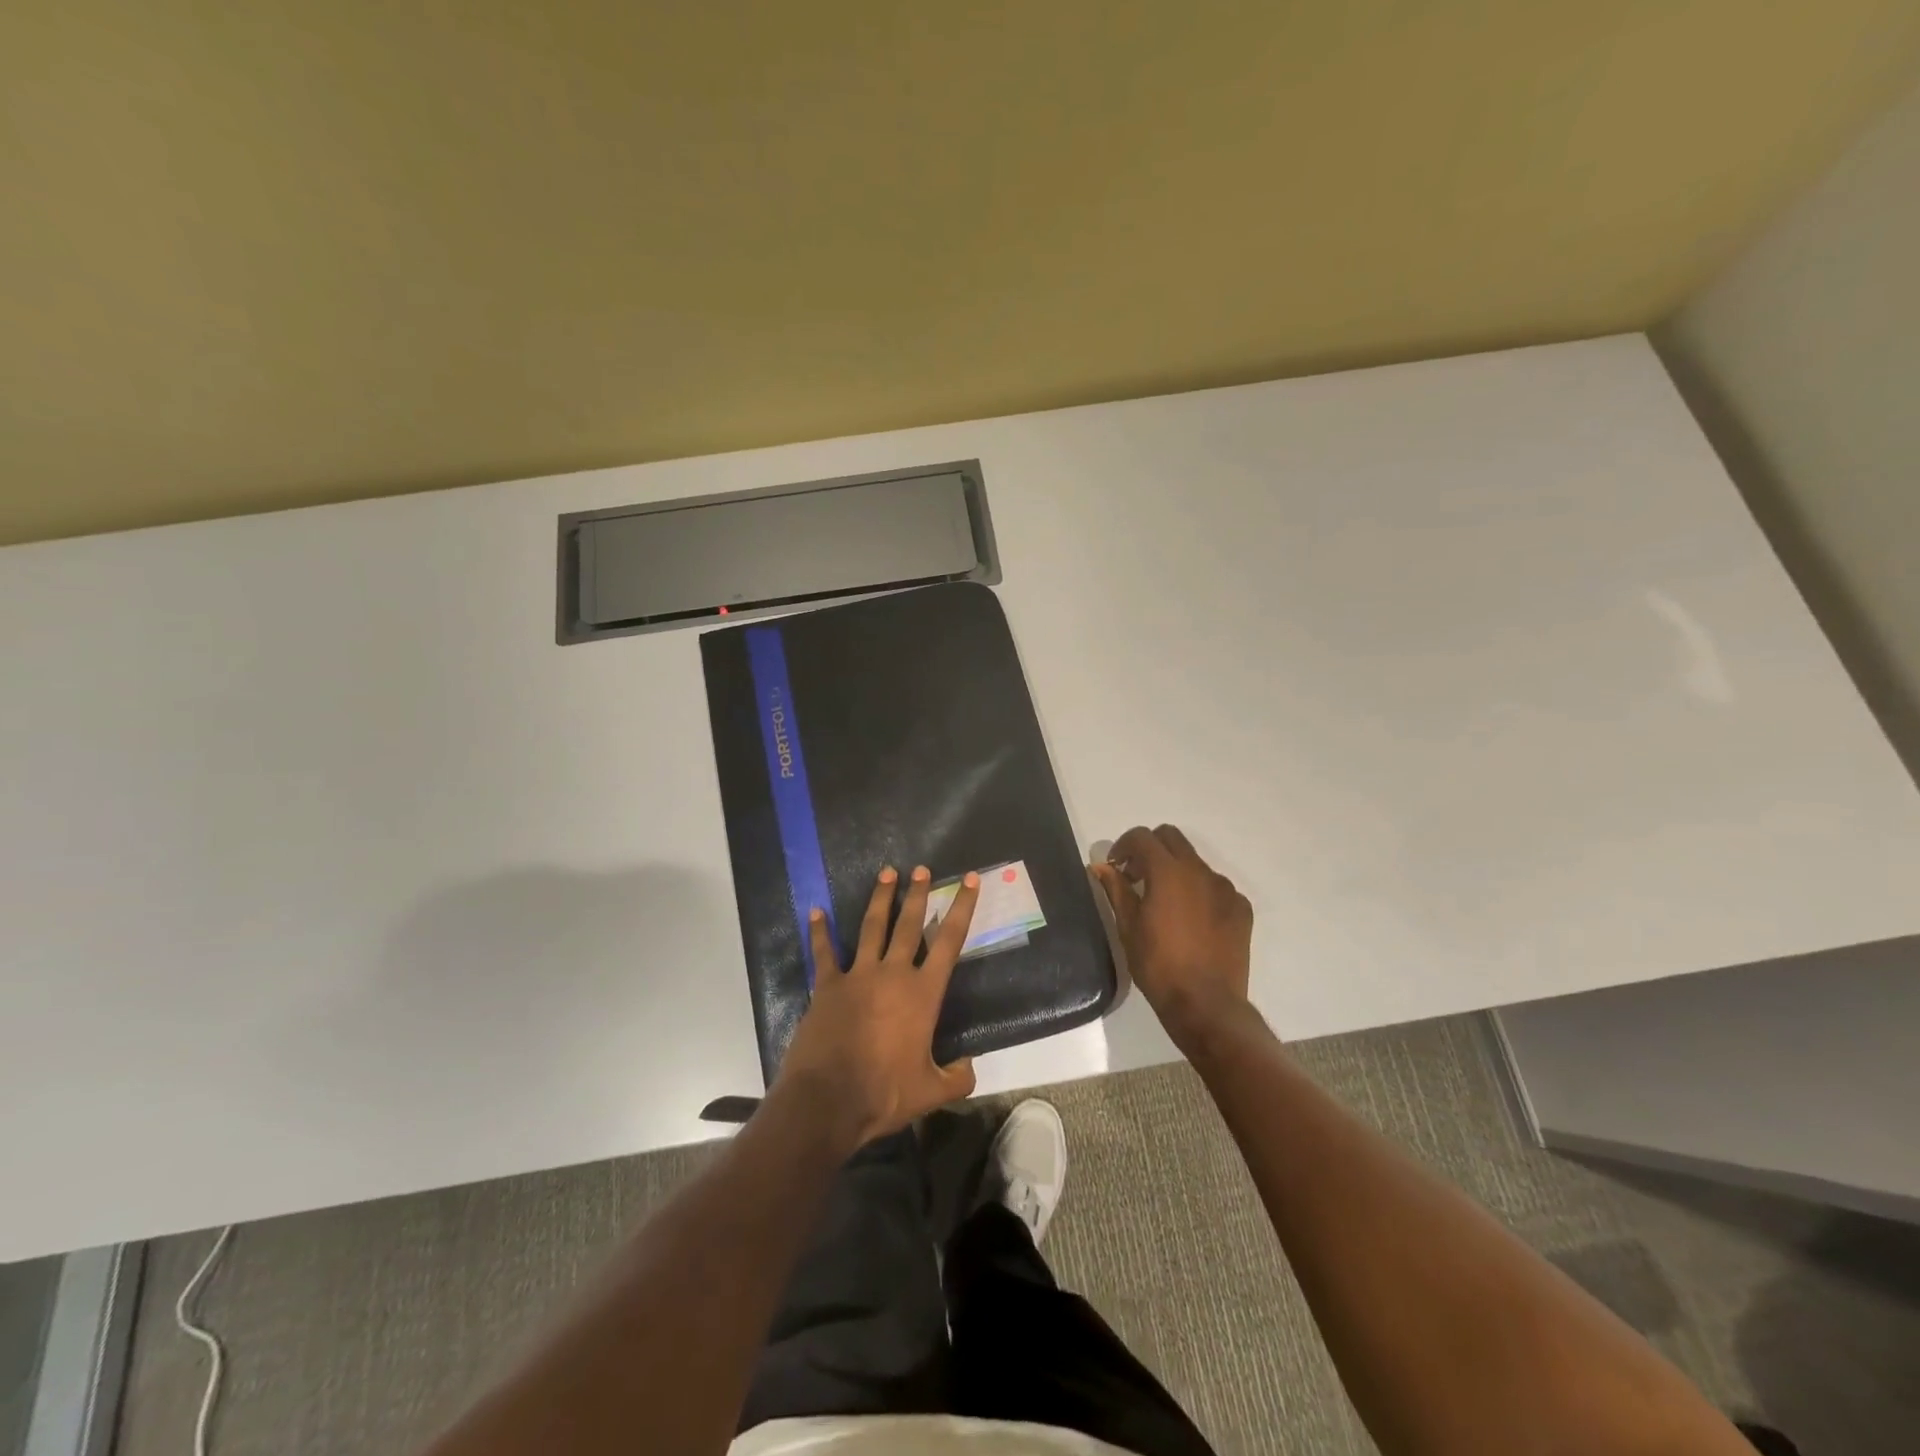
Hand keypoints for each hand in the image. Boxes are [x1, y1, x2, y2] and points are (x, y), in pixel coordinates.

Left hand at [774, 866, 980, 1151]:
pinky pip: (823, 952)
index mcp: (923, 994)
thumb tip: (969, 1066)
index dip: (961, 908)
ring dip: (880, 899)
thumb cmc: (884, 1094)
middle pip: (909, 924)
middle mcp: (893, 974)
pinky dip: (819, 932)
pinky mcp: (827, 985)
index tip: (968, 880)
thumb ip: (957, 1078)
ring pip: (872, 927)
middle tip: (922, 869)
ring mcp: (857, 975)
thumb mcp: (931, 1092)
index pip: (949, 941)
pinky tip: (815, 911)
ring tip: (887, 873)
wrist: (829, 1100)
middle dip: (918, 894)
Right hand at [1092, 824, 1253, 1051]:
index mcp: (1168, 872)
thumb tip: (1102, 866)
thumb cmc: (1159, 965)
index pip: (1142, 837)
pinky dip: (1199, 892)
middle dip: (1150, 849)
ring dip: (1175, 871)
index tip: (1116, 868)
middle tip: (1136, 877)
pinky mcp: (1241, 908)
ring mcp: (1225, 888)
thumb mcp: (1128, 927)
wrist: (1206, 1004)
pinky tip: (1191, 921)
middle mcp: (1200, 871)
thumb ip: (1116, 889)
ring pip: (1195, 862)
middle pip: (1171, 838)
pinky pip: (1215, 887)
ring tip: (1165, 903)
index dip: (1123, 846)